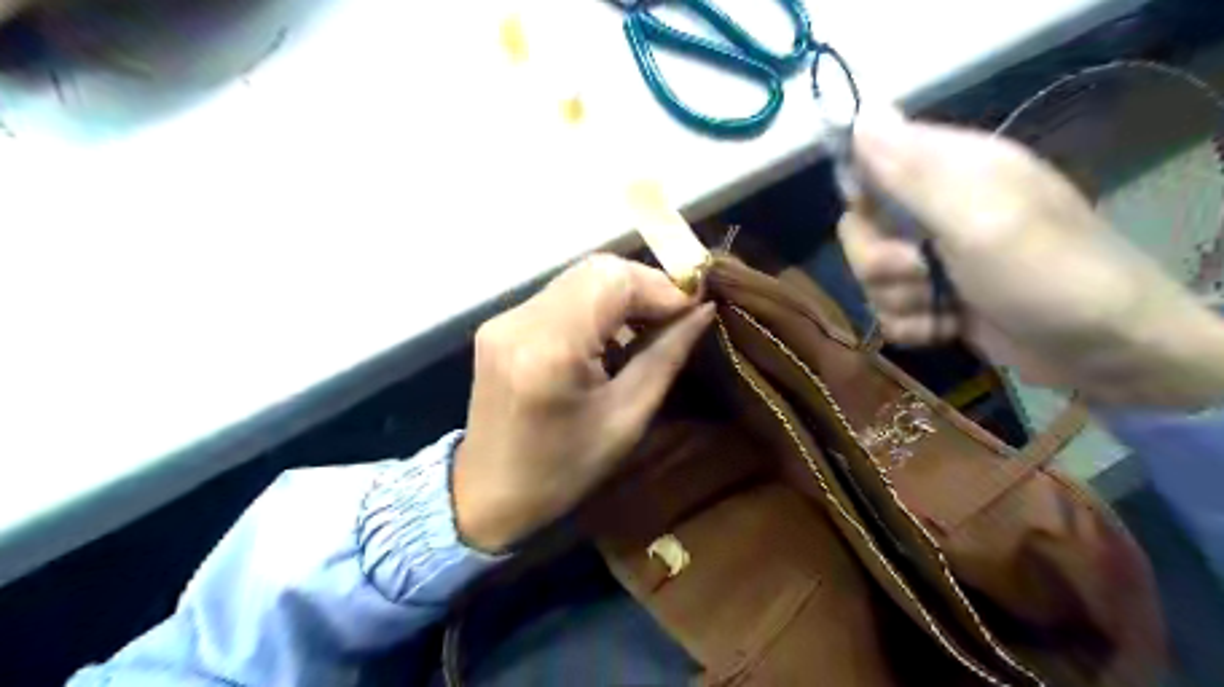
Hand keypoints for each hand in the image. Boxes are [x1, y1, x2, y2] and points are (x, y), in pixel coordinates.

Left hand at [454, 253, 714, 552]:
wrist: (487, 493)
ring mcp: (504, 318)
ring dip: (622, 293)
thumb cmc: (563, 470)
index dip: (661, 287)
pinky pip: (561, 294)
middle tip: (676, 316)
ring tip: (651, 323)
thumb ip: (665, 356)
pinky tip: (613, 330)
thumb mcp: (626, 419)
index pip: (613, 281)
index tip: (696, 308)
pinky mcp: (501, 322)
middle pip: (596, 270)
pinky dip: (596, 303)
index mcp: (550, 349)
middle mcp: (521, 320)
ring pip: (579, 277)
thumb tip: (703, 311)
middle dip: (645, 286)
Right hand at [836, 115, 1222, 409]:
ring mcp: (931, 257)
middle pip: (859, 228)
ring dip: (901, 299)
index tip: (882, 221)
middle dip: (878, 262)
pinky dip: (913, 325)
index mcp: (951, 169)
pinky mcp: (931, 298)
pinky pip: (887, 310)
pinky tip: (946, 327)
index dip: (864, 194)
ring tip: (946, 306)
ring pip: (870, 276)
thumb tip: (863, 113)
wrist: (1099, 350)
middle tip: (921, 271)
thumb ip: (914, 174)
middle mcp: (934, 208)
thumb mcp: (979, 218)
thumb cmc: (1046, 273)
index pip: (872, 160)